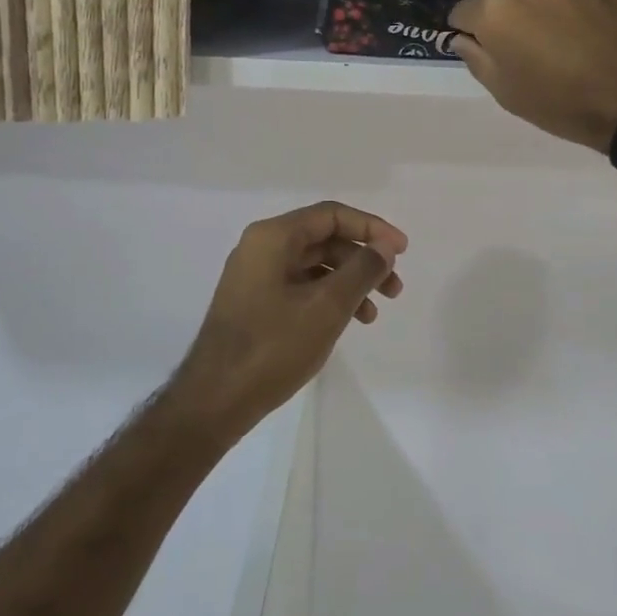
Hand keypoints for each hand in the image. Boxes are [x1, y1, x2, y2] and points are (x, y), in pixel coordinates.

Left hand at [170, 202, 407, 442]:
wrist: (214, 400)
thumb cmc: (272, 347)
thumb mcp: (326, 307)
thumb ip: (361, 271)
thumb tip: (384, 247)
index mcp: (273, 237)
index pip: (331, 215)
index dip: (371, 228)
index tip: (402, 250)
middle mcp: (261, 247)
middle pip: (323, 238)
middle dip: (363, 259)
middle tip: (394, 288)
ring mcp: (255, 275)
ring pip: (314, 264)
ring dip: (348, 281)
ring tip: (373, 313)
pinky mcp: (255, 301)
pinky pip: (300, 285)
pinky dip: (327, 297)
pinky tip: (345, 322)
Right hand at [449, 0, 616, 152]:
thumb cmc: (562, 104)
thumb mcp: (507, 94)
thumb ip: (477, 59)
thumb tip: (463, 38)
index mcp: (497, 11)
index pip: (465, 11)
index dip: (470, 31)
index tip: (483, 48)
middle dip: (514, 20)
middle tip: (533, 52)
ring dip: (549, 11)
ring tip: (570, 42)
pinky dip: (582, 9)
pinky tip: (597, 35)